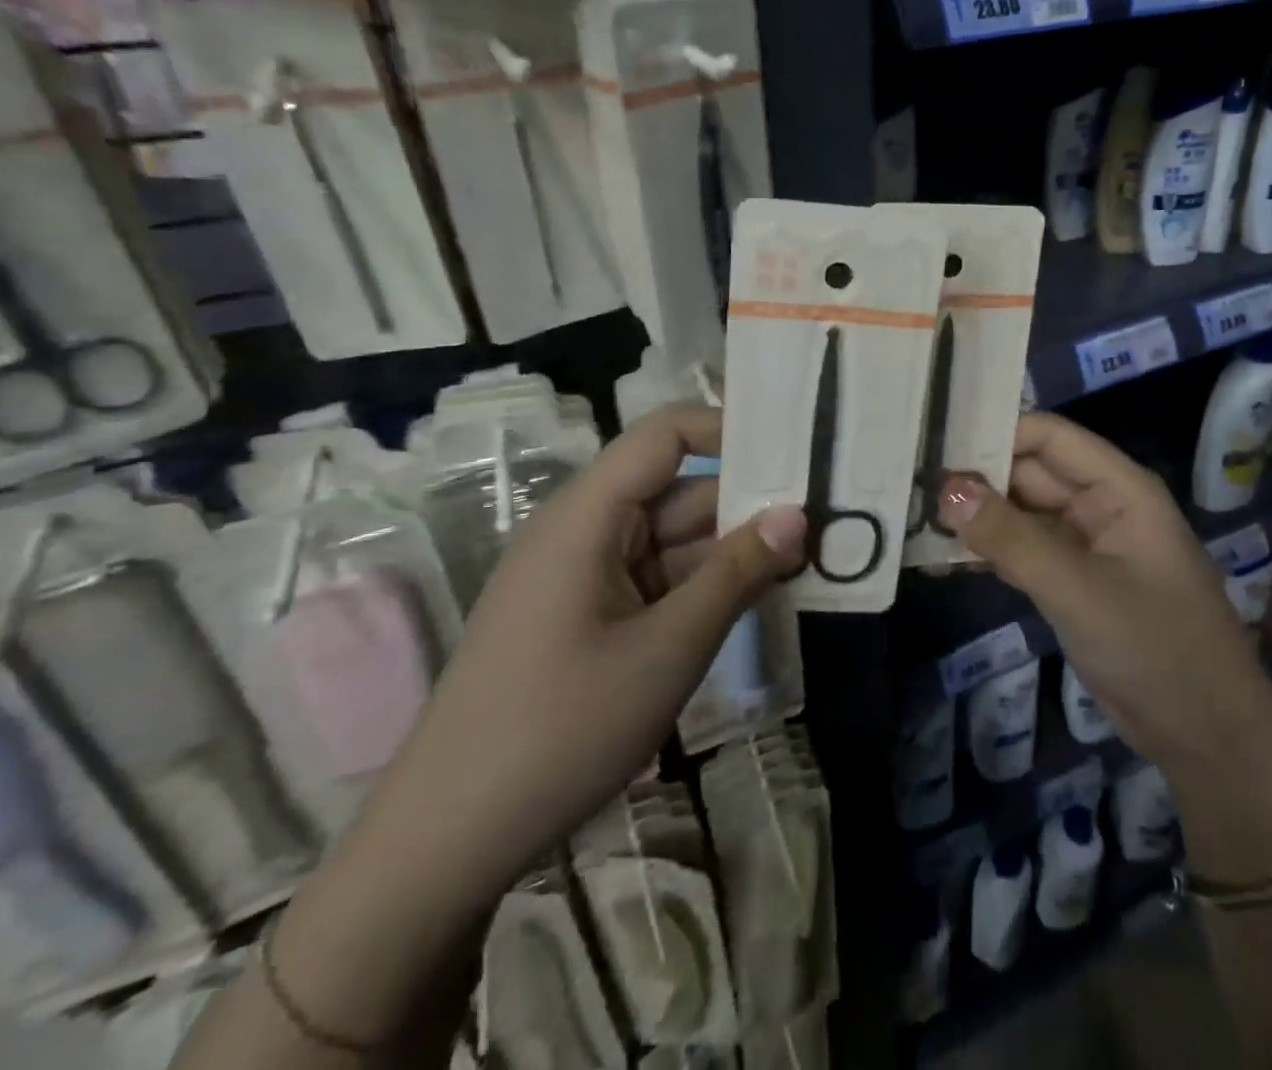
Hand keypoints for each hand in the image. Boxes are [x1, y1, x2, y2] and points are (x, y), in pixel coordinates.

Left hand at [371, 404, 805, 902]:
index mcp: (587, 516)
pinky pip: (654, 581)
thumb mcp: (668, 648)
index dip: (727, 428)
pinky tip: (755, 598)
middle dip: (746, 501)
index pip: (664, 435)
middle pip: (675, 491)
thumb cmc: (561, 728)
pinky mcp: (585, 619)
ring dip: (731, 549)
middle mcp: (583, 532)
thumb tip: (797, 514)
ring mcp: (582, 578)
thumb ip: (737, 574)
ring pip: (671, 541)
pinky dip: (702, 586)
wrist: (447, 842)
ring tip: (807, 557)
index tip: (792, 447)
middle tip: (824, 515)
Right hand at [938, 412, 1271, 882]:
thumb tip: (946, 486)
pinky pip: (1024, 551)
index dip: (994, 433)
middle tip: (908, 480)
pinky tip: (945, 557)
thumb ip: (1011, 538)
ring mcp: (1086, 546)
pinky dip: (990, 551)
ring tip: (913, 512)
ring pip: (1022, 513)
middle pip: (1029, 472)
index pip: (1048, 436)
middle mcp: (1100, 506)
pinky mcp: (1072, 582)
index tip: (934, 442)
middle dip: (976, 476)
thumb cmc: (1157, 650)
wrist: (1209, 741)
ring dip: (977, 516)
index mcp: (1119, 488)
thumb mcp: (1078, 590)